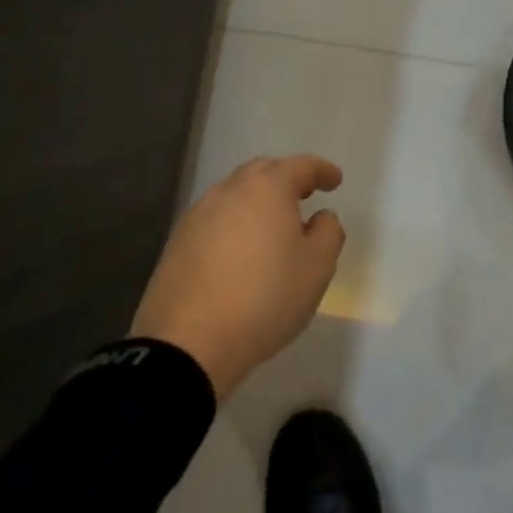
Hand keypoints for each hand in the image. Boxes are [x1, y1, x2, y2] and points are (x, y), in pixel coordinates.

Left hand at [130, 154, 345, 400]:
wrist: (187, 346)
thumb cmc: (264, 299)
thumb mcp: (317, 268)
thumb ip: (328, 232)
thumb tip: (320, 217)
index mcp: (268, 188)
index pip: (302, 166)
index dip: (322, 170)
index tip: (335, 181)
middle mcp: (231, 190)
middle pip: (264, 171)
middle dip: (286, 178)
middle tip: (303, 196)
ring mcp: (199, 215)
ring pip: (235, 194)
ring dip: (257, 201)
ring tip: (271, 226)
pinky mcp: (177, 242)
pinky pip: (215, 219)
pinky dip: (233, 223)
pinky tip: (239, 250)